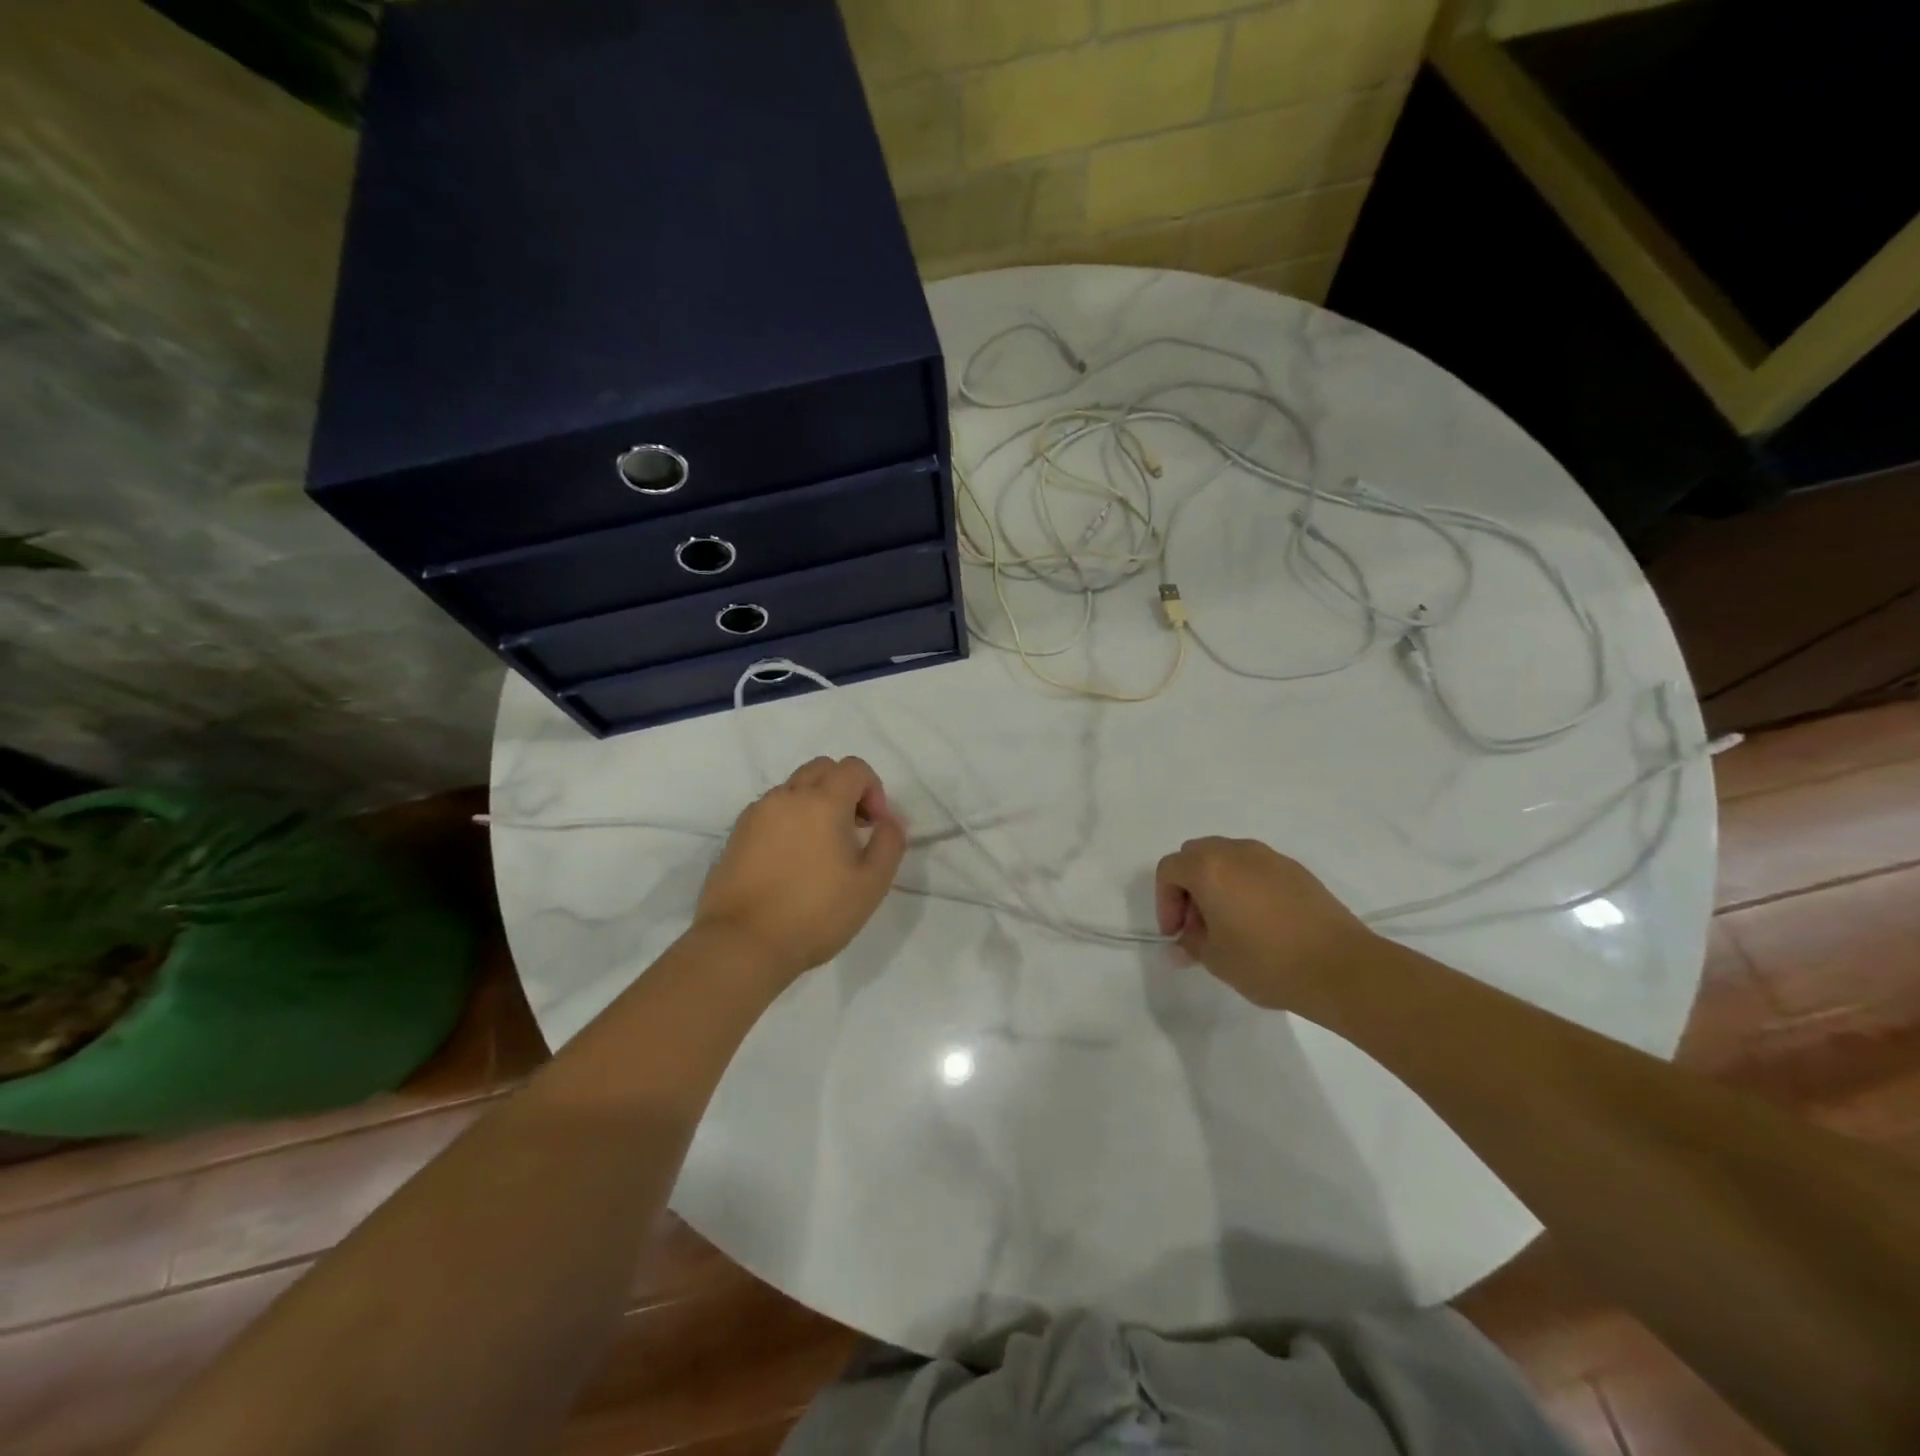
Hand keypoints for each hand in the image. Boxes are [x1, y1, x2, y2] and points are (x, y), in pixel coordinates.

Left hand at [691, 756, 907, 986]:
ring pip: (793, 788)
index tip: (875, 827)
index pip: (854, 768)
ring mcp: (757, 813)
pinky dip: (789, 819)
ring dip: (815, 803)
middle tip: (853, 829)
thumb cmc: (815, 913)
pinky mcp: (736, 834)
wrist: (742, 943)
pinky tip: (792, 860)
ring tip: (821, 848)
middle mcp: (787, 796)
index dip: (874, 790)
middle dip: (844, 789)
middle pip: (822, 768)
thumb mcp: (871, 884)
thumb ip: (890, 842)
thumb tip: (889, 820)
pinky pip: (771, 810)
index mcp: (823, 801)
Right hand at [1154, 837, 1374, 1010]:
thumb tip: (1183, 943)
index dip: (1164, 901)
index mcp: (1209, 868)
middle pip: (1196, 855)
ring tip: (1229, 924)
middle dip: (1188, 887)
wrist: (1341, 968)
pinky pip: (1257, 869)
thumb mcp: (1216, 959)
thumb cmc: (1267, 962)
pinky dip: (1246, 886)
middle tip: (1198, 925)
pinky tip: (1260, 922)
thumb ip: (1191, 945)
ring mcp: (1270, 857)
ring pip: (1228, 859)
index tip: (1177, 934)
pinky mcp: (1297, 870)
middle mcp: (1236, 852)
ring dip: (1217, 884)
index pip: (1169, 869)